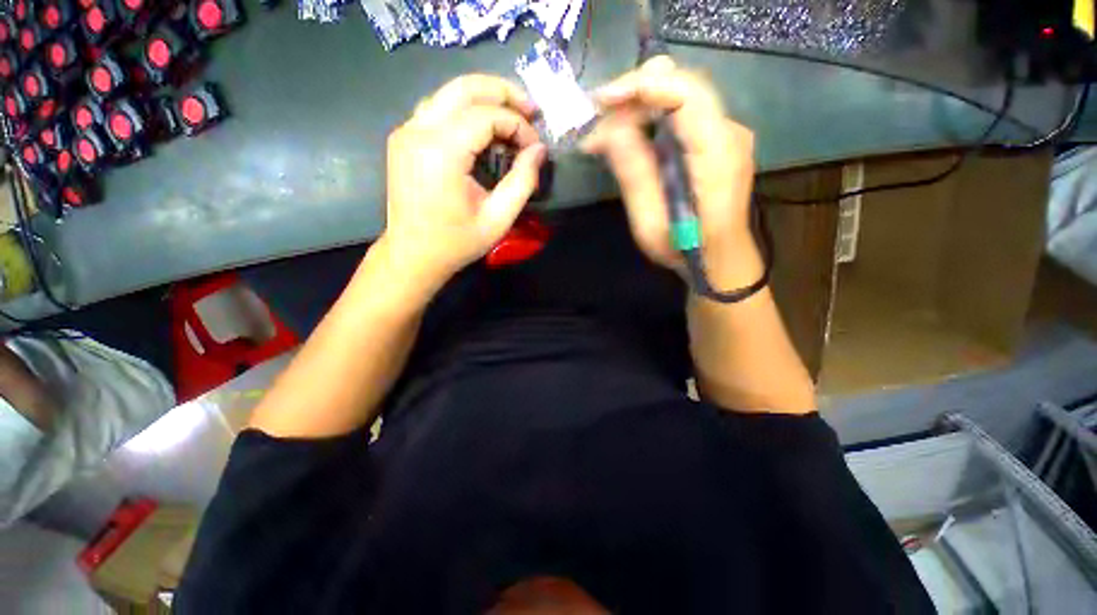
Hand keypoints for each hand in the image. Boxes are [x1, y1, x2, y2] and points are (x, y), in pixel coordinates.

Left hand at [382, 74, 546, 289]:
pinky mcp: (404, 138)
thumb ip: (523, 181)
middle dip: (503, 92)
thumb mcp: (499, 218)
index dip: (517, 125)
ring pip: (449, 93)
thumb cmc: (457, 242)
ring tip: (511, 116)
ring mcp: (406, 131)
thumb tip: (539, 150)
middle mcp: (419, 131)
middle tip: (530, 109)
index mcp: (442, 152)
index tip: (535, 146)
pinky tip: (483, 129)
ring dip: (484, 98)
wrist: (412, 255)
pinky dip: (465, 111)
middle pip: (464, 88)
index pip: (487, 115)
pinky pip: (438, 109)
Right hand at [583, 58, 761, 288]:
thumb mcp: (650, 221)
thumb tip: (608, 129)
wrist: (719, 260)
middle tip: (595, 122)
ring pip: (679, 100)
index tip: (601, 101)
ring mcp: (727, 134)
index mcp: (717, 153)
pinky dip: (651, 122)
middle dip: (633, 97)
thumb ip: (633, 173)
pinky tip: (627, 138)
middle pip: (681, 89)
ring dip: (638, 110)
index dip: (642, 86)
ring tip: (603, 135)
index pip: (686, 93)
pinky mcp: (717, 142)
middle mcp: (729, 132)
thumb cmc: (684, 248)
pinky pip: (682, 117)